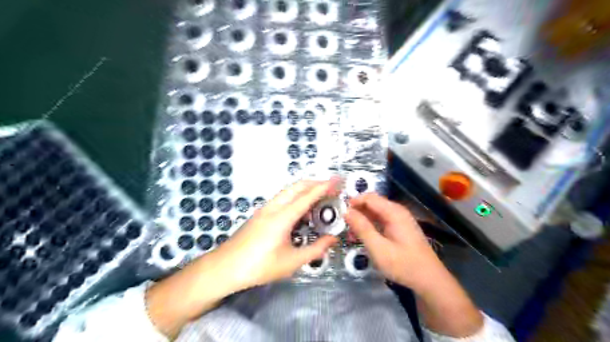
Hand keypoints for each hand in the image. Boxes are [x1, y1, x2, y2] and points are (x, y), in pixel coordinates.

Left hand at [213, 179, 341, 288]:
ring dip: (305, 189)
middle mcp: (273, 207)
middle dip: (315, 182)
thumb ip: (315, 249)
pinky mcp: (260, 214)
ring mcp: (265, 209)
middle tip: (332, 187)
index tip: (338, 180)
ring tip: (320, 198)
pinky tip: (301, 211)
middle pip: (297, 186)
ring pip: (288, 191)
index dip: (324, 186)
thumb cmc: (259, 266)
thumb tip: (333, 239)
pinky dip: (296, 197)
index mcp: (282, 217)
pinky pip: (282, 198)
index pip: (307, 196)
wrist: (224, 268)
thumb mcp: (291, 262)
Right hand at [345, 193, 483, 337]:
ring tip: (350, 233)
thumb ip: (362, 228)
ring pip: (375, 212)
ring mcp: (400, 219)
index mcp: (394, 212)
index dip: (353, 202)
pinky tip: (363, 237)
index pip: (369, 197)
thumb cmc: (403, 264)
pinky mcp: (400, 228)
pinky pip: (381, 220)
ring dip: (362, 219)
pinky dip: (370, 225)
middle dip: (356, 211)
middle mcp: (397, 211)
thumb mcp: (378, 248)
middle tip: (343, 225)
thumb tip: (347, 211)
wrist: (429, 280)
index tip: (339, 213)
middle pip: (372, 203)